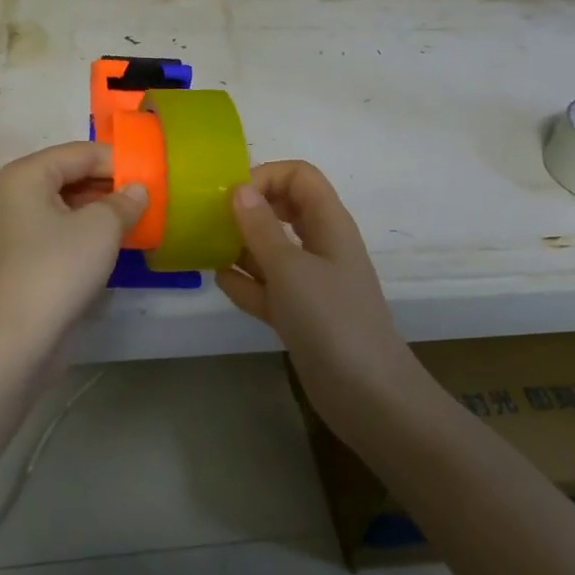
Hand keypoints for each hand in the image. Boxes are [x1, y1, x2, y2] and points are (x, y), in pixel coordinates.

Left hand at [0, 142, 148, 355]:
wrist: (17, 338)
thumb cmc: (58, 268)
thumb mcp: (101, 228)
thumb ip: (124, 202)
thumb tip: (138, 191)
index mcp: (26, 174)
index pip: (80, 152)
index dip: (118, 161)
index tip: (153, 174)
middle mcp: (15, 194)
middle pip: (71, 175)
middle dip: (110, 185)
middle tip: (148, 197)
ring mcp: (15, 227)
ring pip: (67, 205)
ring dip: (101, 210)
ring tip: (138, 218)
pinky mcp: (22, 257)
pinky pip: (60, 230)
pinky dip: (86, 231)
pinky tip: (115, 243)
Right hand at [217, 160, 417, 413]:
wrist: (368, 397)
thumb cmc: (331, 321)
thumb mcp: (290, 269)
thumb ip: (261, 227)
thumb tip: (239, 189)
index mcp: (329, 224)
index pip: (299, 176)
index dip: (266, 177)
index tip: (231, 197)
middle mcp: (320, 245)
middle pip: (284, 207)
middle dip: (249, 208)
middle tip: (213, 218)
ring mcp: (310, 281)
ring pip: (272, 248)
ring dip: (241, 244)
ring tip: (206, 247)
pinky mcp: (299, 313)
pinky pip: (267, 285)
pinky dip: (245, 281)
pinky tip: (219, 280)